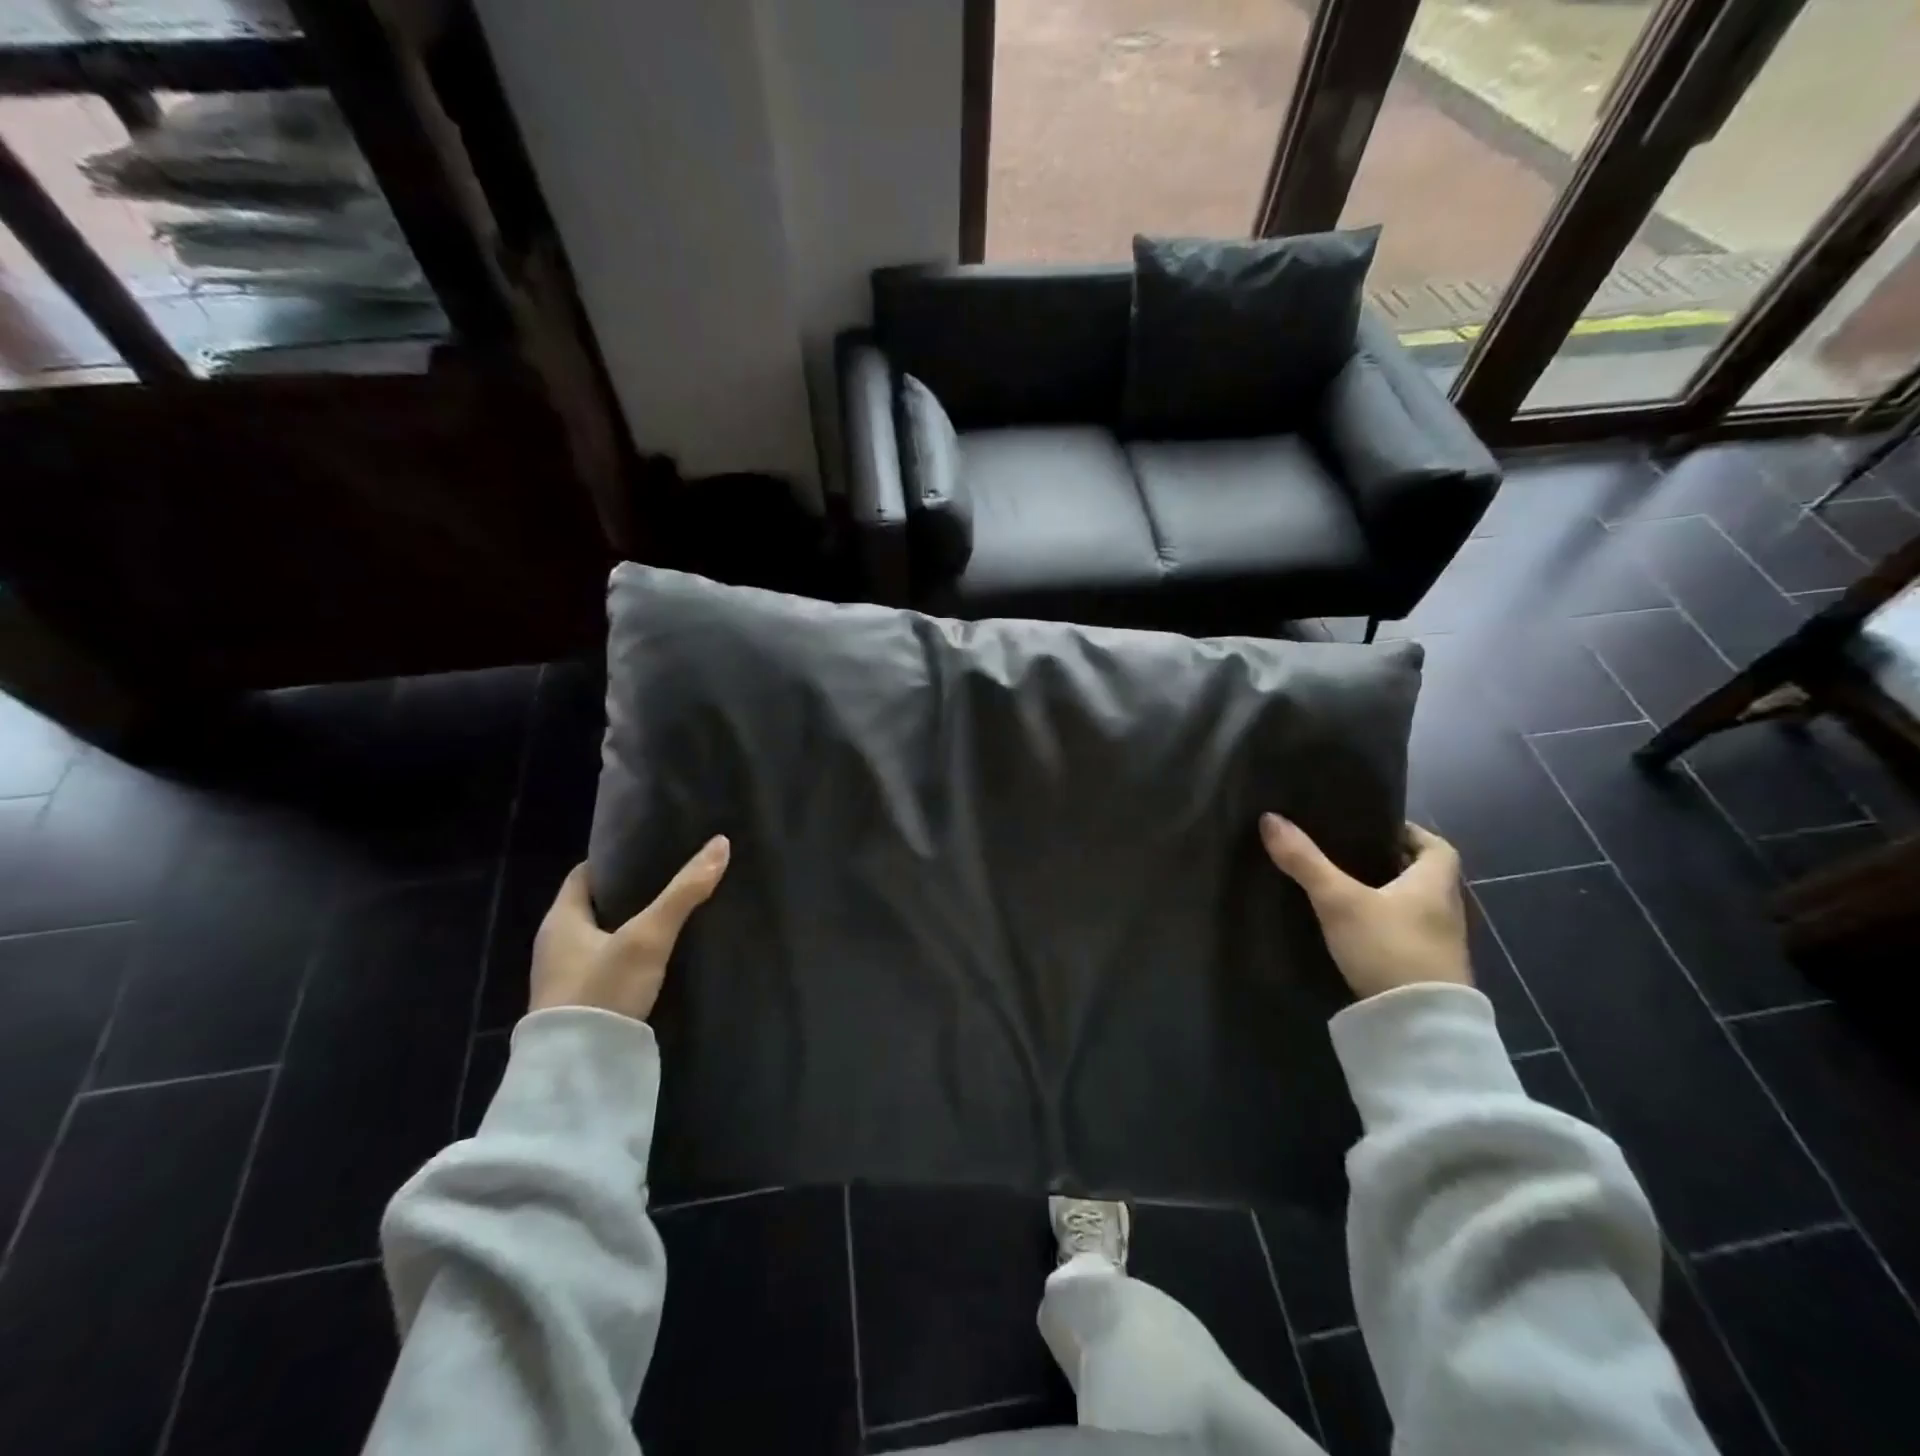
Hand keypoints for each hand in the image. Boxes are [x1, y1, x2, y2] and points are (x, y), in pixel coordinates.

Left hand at [530, 836, 730, 1021]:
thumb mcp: (648, 937)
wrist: (577, 1073)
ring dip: (630, 926)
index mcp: (560, 920)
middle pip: (595, 905)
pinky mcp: (581, 1005)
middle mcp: (555, 945)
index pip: (585, 874)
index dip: (615, 860)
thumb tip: (721, 843)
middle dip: (630, 893)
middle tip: (672, 879)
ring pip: (602, 938)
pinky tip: (659, 956)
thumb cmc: (603, 990)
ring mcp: (565, 979)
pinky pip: (607, 965)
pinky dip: (630, 955)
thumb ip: (683, 892)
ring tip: (673, 913)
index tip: (651, 851)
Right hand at [1259, 814, 1470, 998]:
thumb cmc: (1388, 947)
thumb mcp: (1338, 900)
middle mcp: (1446, 908)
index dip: (1408, 833)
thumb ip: (1305, 861)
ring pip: (1412, 905)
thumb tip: (1270, 818)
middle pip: (1422, 875)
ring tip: (1342, 886)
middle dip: (1388, 862)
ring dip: (1385, 895)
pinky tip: (1353, 927)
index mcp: (1436, 882)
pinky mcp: (1426, 970)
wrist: (1419, 1026)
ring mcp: (1440, 943)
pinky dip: (1383, 924)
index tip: (1373, 829)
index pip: (1435, 846)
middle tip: (1346, 853)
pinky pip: (1405, 932)